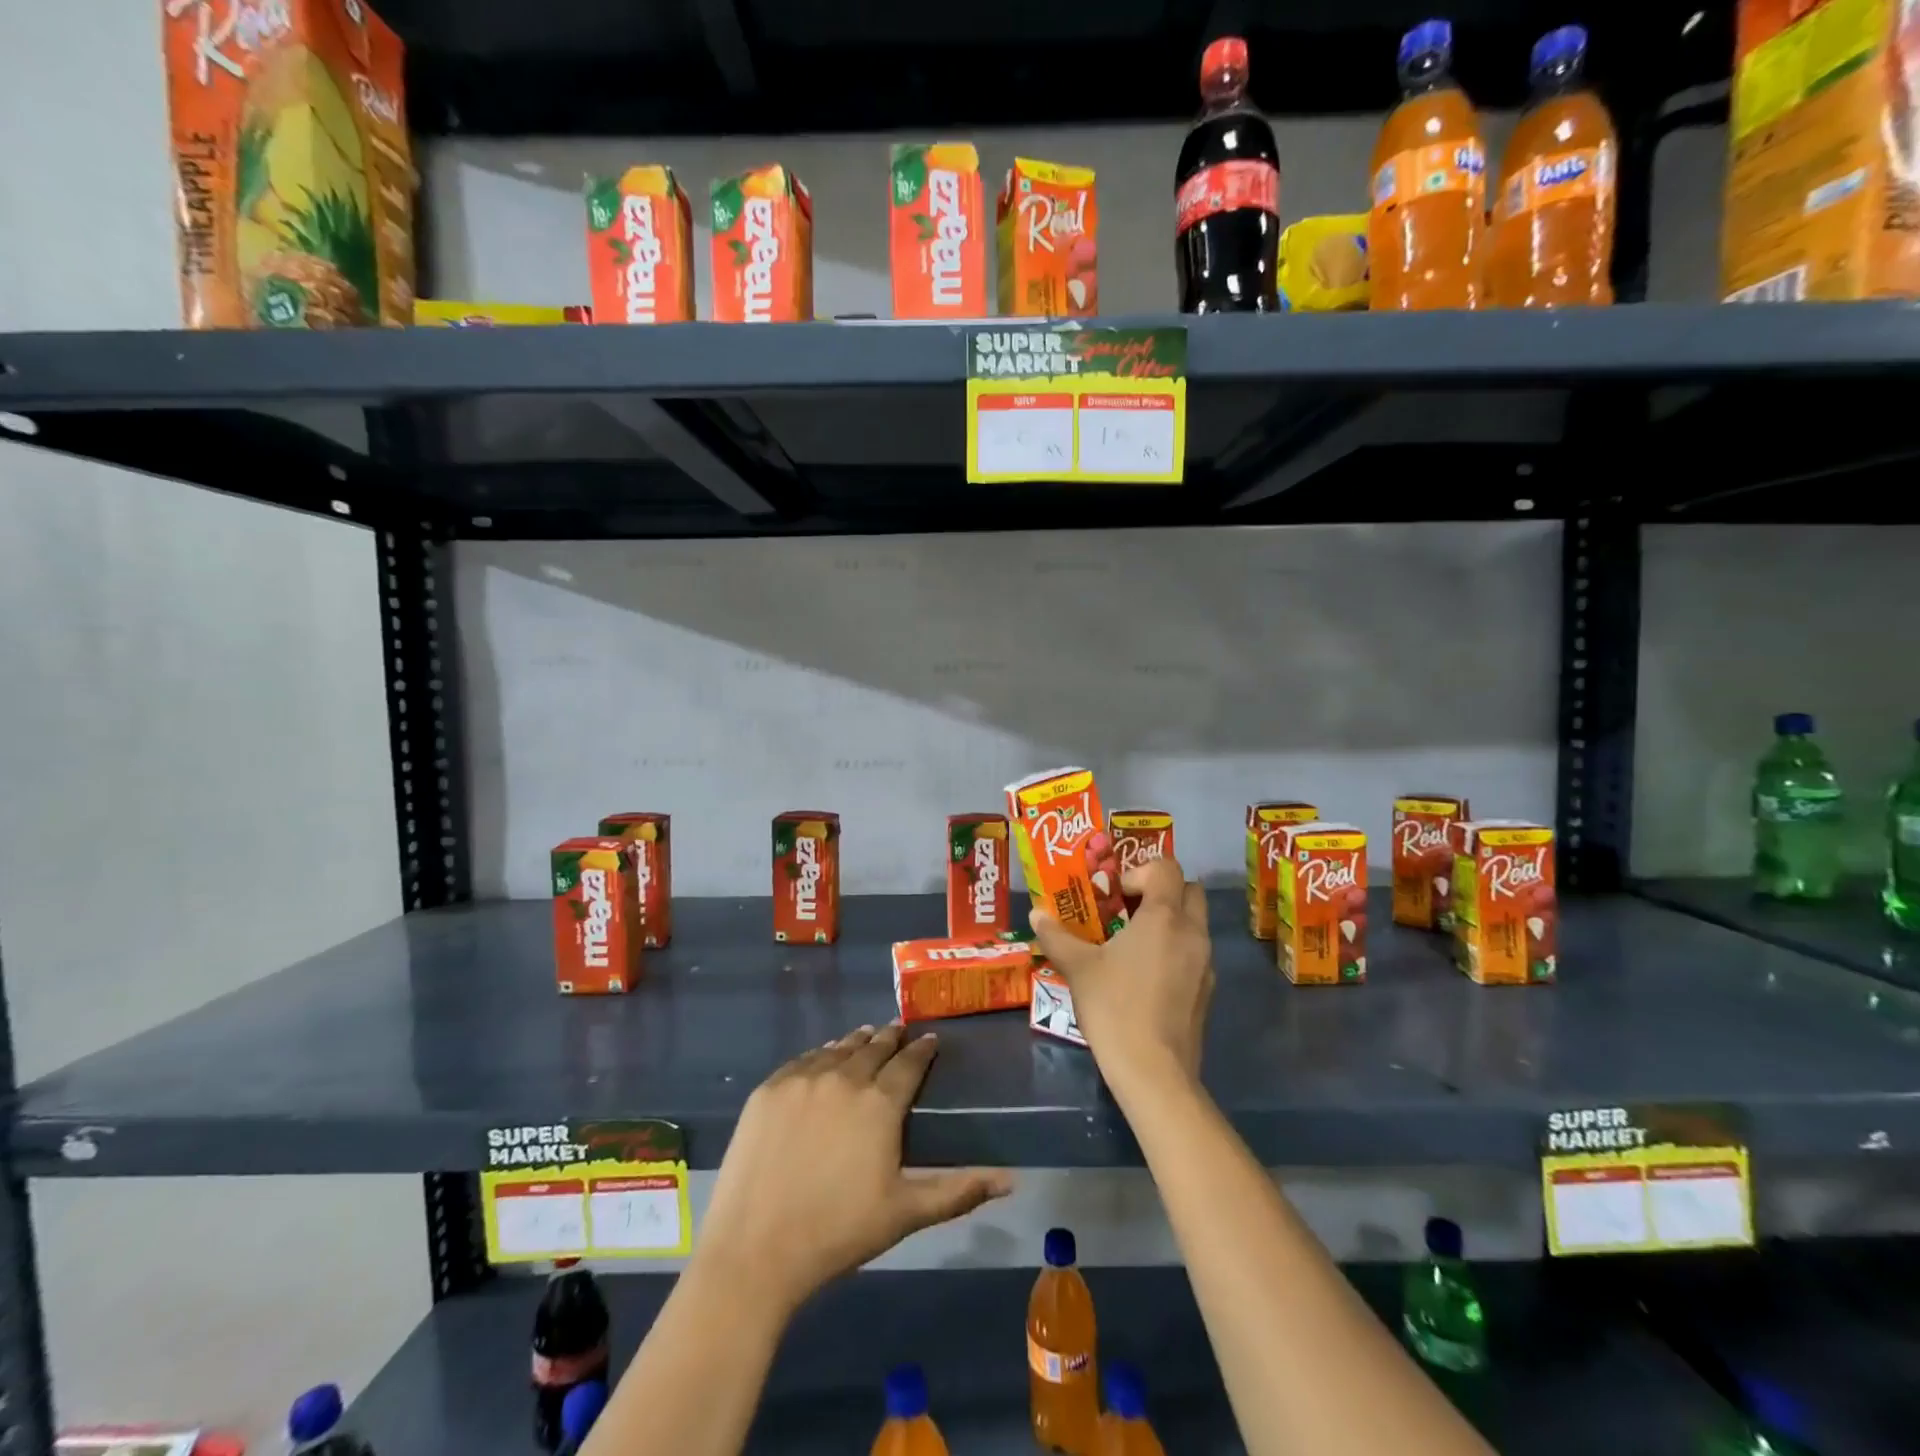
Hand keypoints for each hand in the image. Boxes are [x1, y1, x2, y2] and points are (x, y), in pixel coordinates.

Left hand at [695, 1024, 1014, 1315]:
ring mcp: (802, 1079)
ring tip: (867, 1037)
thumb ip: (958, 1190)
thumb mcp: (905, 1213)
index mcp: (880, 1102)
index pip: (909, 1062)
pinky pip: (803, 1060)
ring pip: (837, 1048)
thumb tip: (1012, 1180)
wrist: (754, 1250)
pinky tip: (824, 1058)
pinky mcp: (769, 1089)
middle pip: (873, 1047)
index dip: (923, 1049)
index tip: (930, 1040)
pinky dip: (821, 1055)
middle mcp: (843, 1077)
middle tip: (899, 1031)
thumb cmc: (838, 1232)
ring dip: (857, 1041)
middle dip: (891, 1038)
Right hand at [1032, 855, 1214, 1091]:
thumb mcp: (1078, 968)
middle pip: (1188, 889)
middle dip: (1159, 891)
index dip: (1137, 872)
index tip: (1112, 895)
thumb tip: (1036, 913)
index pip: (1166, 867)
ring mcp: (1205, 963)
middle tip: (1125, 910)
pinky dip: (1173, 950)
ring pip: (1193, 923)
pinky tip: (1143, 976)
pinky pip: (1193, 953)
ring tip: (1129, 944)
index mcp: (1164, 917)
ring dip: (1167, 921)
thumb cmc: (1114, 1007)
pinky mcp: (1207, 990)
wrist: (1154, 1072)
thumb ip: (1057, 936)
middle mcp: (1192, 933)